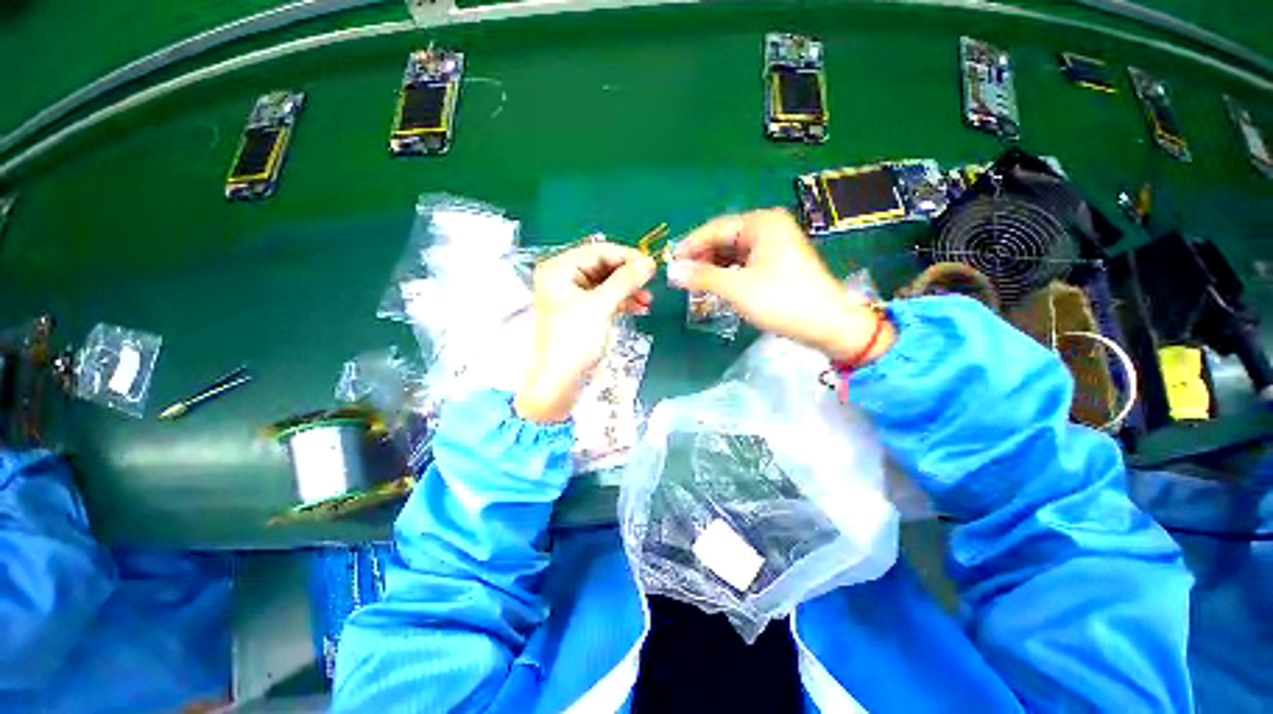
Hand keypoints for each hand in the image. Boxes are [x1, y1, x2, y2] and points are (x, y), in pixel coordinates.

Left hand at [515, 242, 655, 422]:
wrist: (560, 380)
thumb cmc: (575, 340)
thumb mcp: (600, 307)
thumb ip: (625, 281)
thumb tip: (649, 261)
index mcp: (559, 269)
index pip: (597, 251)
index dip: (626, 256)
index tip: (651, 265)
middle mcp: (563, 277)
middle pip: (602, 266)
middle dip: (628, 276)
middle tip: (651, 283)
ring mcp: (572, 294)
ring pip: (606, 283)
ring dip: (628, 290)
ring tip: (647, 302)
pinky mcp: (582, 310)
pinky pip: (605, 298)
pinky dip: (621, 302)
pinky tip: (639, 308)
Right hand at [669, 208, 894, 362]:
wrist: (827, 325)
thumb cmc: (782, 300)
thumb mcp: (737, 288)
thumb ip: (701, 277)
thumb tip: (671, 270)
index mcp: (761, 223)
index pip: (715, 228)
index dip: (690, 245)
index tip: (670, 262)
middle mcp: (768, 229)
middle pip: (724, 240)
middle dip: (702, 258)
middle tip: (681, 277)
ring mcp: (774, 247)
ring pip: (733, 254)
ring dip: (713, 268)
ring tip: (695, 284)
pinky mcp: (777, 265)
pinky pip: (744, 265)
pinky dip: (728, 275)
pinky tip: (716, 287)